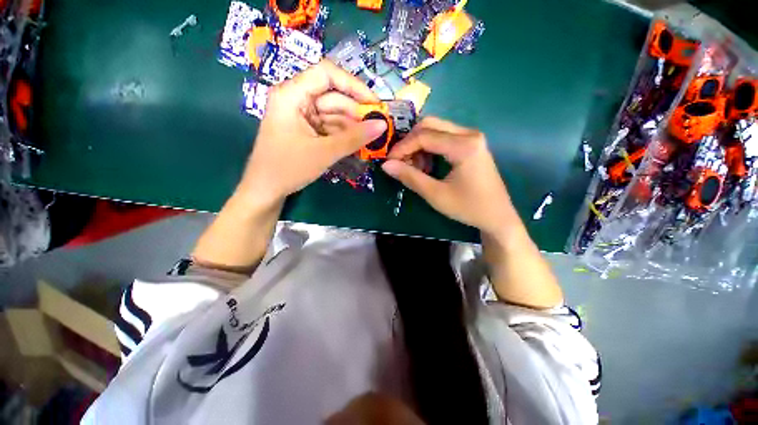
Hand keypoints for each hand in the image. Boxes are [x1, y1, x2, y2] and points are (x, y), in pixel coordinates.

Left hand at [237, 60, 386, 204]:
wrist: (266, 190)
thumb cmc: (288, 168)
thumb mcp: (324, 152)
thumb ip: (354, 138)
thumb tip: (383, 125)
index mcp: (291, 95)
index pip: (326, 74)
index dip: (353, 85)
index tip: (374, 103)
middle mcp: (296, 99)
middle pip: (333, 97)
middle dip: (355, 114)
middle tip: (377, 130)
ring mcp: (301, 115)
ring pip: (334, 114)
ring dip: (351, 128)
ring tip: (368, 142)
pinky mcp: (306, 129)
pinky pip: (329, 127)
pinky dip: (343, 135)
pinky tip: (356, 145)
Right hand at [382, 117, 517, 236]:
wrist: (497, 217)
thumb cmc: (468, 208)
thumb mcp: (436, 195)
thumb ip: (410, 177)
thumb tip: (386, 165)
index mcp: (464, 145)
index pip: (424, 136)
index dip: (402, 148)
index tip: (389, 162)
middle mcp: (469, 134)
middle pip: (429, 125)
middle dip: (410, 143)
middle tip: (401, 163)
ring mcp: (471, 137)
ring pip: (435, 130)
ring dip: (419, 146)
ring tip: (415, 169)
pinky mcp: (471, 144)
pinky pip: (443, 138)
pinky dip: (429, 148)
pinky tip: (427, 166)